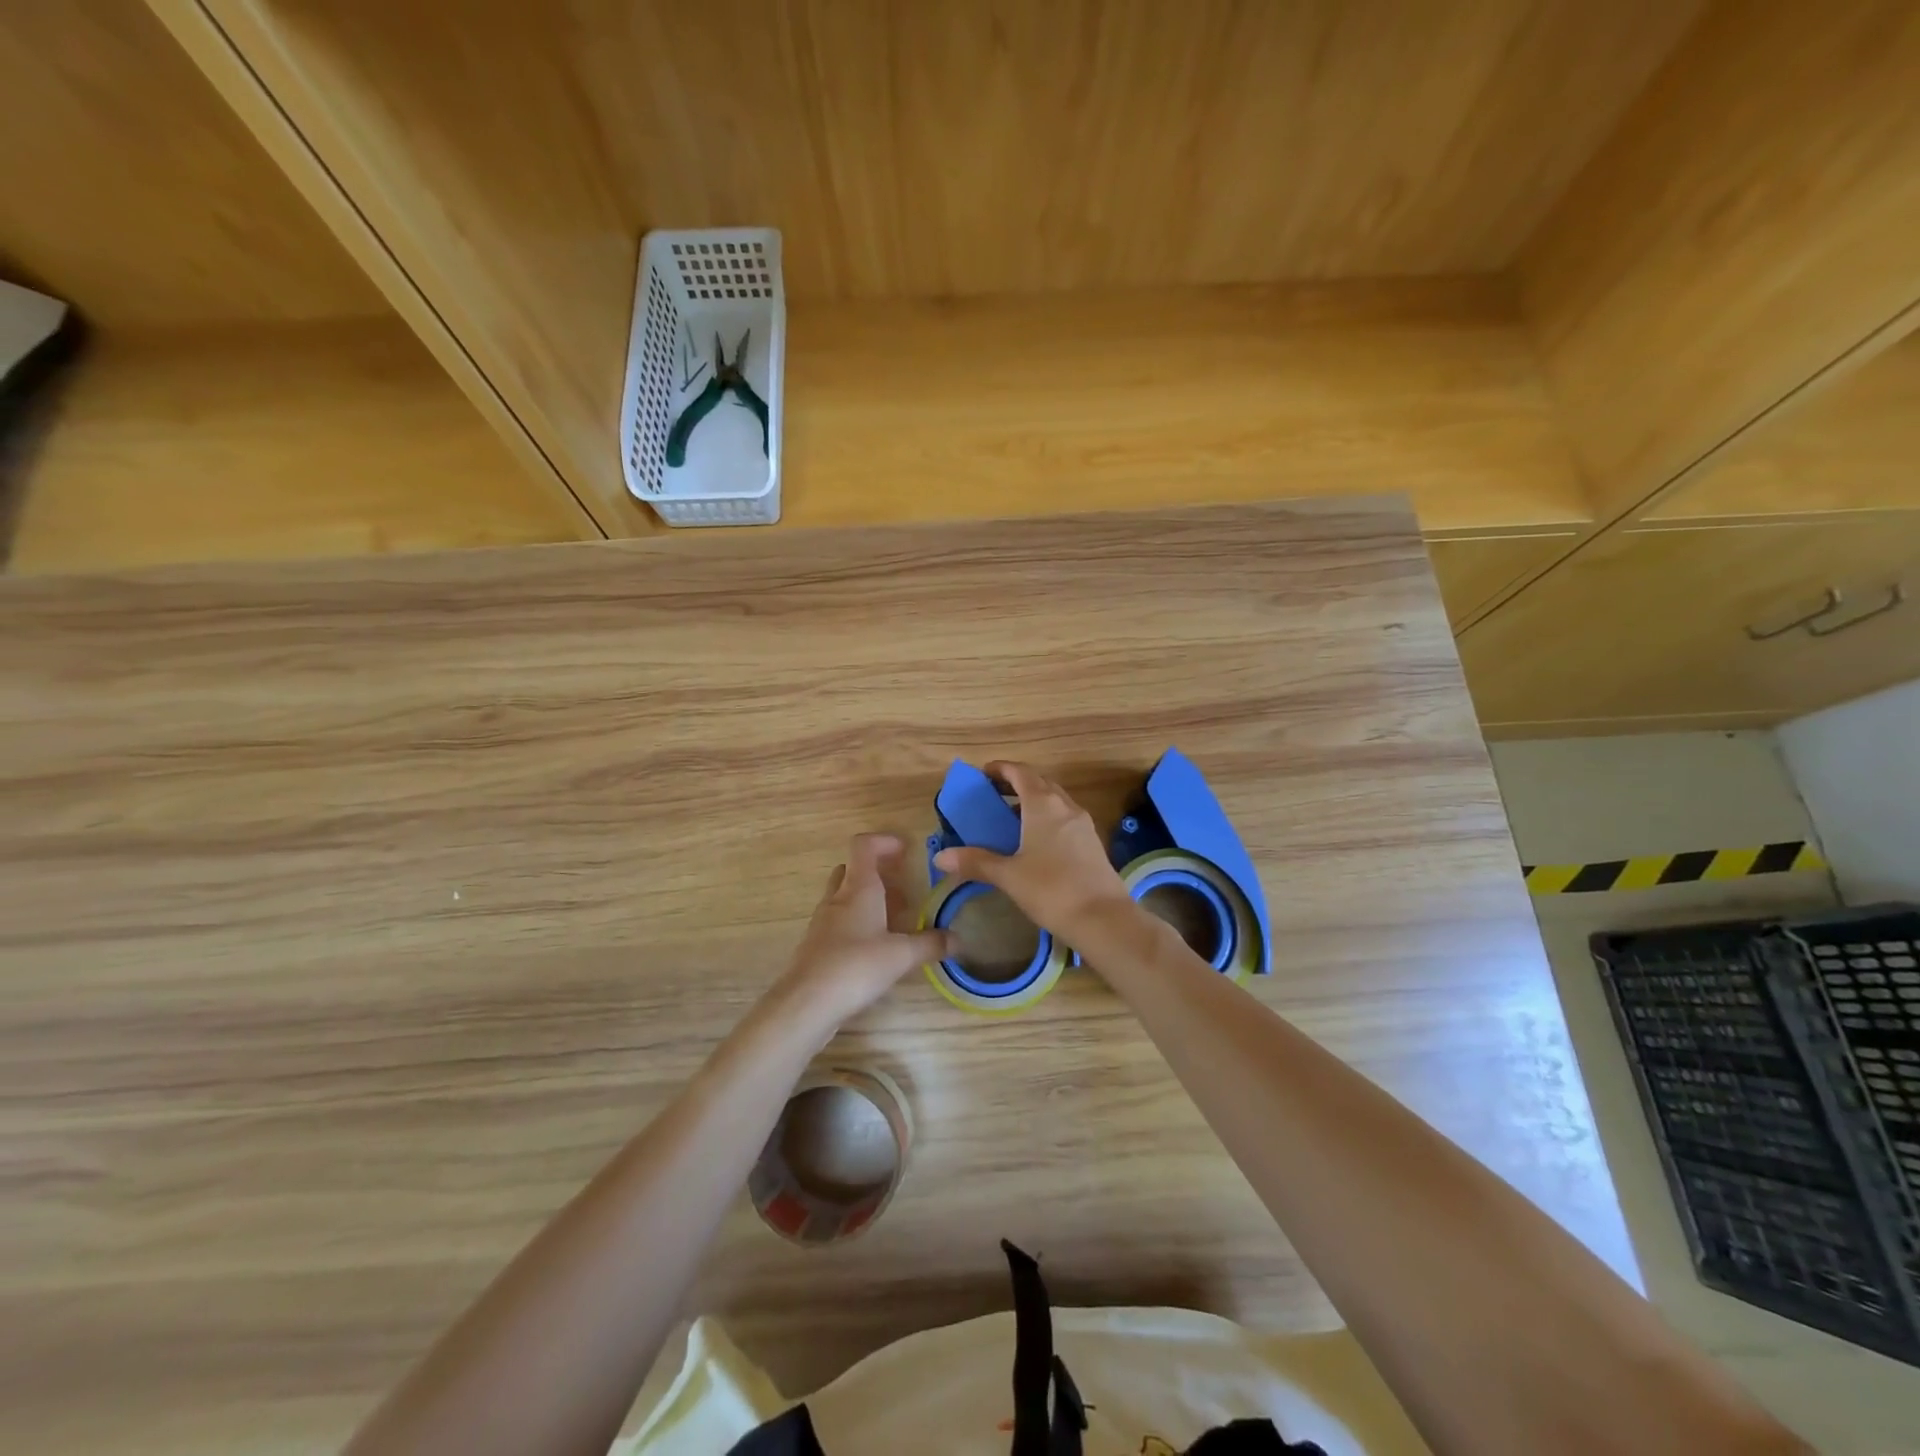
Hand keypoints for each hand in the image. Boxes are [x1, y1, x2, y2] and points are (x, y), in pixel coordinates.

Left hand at [775, 833, 952, 1027]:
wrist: (806, 1004)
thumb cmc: (856, 967)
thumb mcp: (902, 955)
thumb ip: (931, 944)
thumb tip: (958, 939)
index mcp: (858, 888)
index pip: (864, 846)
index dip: (884, 841)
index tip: (906, 851)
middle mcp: (837, 898)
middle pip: (852, 869)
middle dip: (877, 873)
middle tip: (902, 890)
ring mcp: (822, 921)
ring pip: (844, 896)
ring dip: (867, 900)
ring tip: (894, 922)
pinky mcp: (815, 945)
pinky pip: (837, 921)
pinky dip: (856, 923)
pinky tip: (873, 948)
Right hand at [931, 761, 1134, 942]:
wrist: (1103, 918)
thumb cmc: (1051, 889)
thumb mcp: (1008, 875)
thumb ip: (975, 862)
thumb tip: (940, 857)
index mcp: (1043, 804)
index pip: (1021, 772)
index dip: (1001, 769)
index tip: (983, 774)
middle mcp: (1065, 806)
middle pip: (1039, 782)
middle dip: (1016, 783)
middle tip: (993, 795)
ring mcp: (1083, 823)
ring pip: (1055, 800)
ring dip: (1033, 800)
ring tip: (1011, 818)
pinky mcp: (1092, 842)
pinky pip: (1065, 818)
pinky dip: (1047, 817)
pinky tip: (1036, 841)